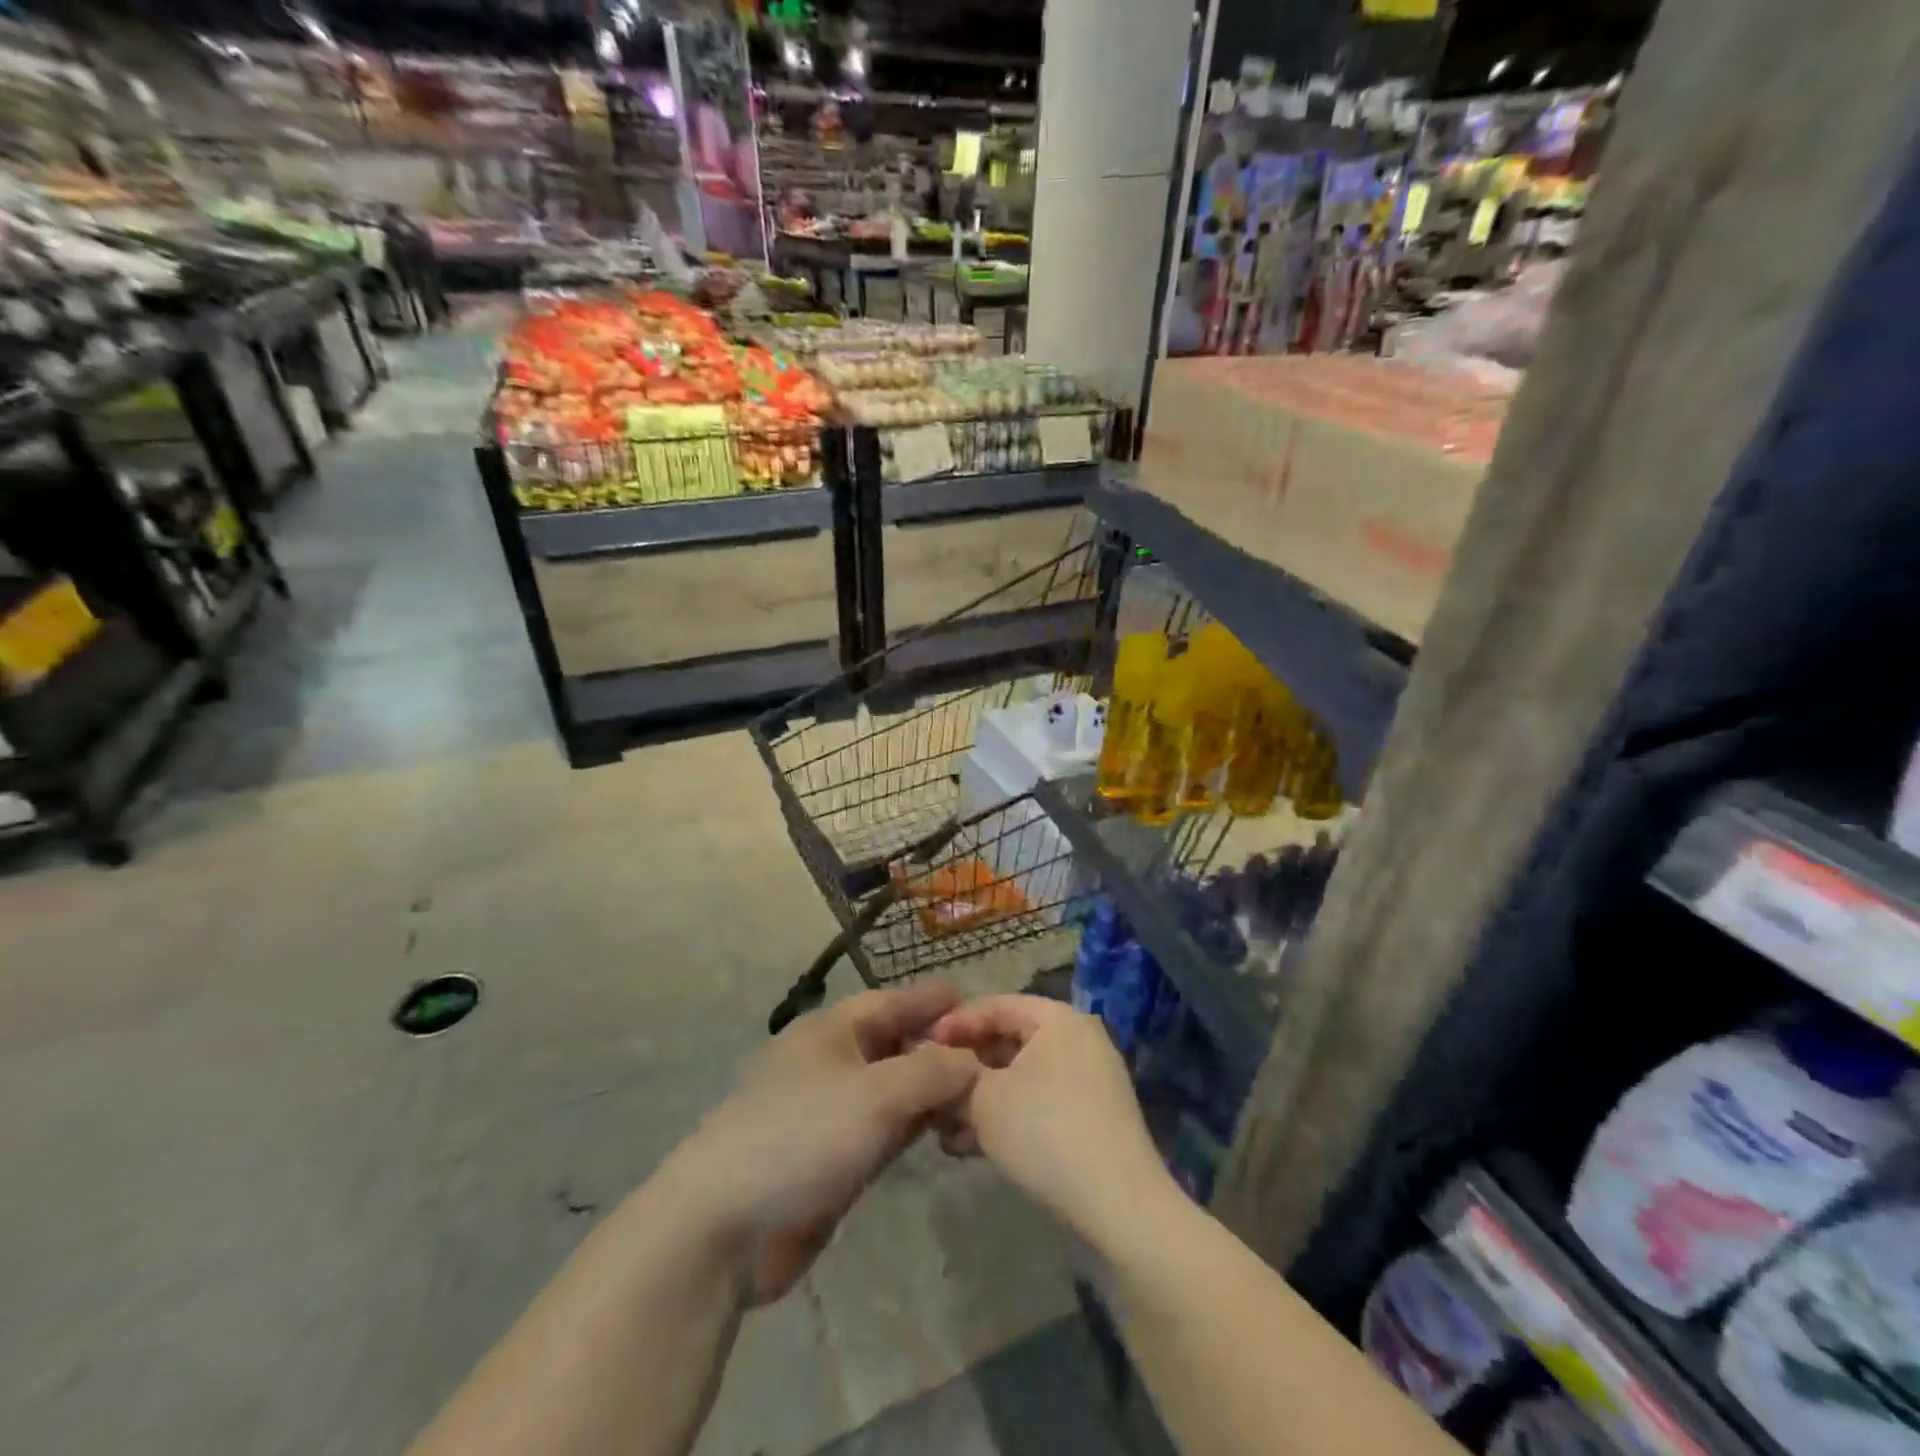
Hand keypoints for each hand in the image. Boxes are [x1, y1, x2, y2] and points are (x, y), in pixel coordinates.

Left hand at [661, 982, 978, 1304]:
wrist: (726, 1228)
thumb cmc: (802, 1136)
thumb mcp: (876, 1095)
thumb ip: (931, 1072)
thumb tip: (971, 1061)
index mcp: (829, 1032)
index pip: (889, 1003)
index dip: (929, 1001)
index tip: (971, 999)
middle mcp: (830, 1064)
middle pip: (892, 1045)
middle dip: (937, 1046)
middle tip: (989, 1053)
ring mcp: (829, 1114)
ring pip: (891, 1091)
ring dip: (929, 1090)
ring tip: (979, 1090)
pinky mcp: (831, 1160)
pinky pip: (884, 1131)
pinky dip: (913, 1127)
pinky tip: (944, 1131)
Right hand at [930, 995, 1172, 1243]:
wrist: (1119, 1207)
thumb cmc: (1046, 1132)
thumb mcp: (984, 1100)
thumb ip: (955, 1075)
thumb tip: (940, 1069)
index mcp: (1059, 1018)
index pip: (996, 1005)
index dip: (955, 1024)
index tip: (921, 1048)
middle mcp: (1079, 1039)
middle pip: (1008, 1041)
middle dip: (966, 1068)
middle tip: (931, 1090)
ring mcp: (1090, 1080)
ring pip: (1021, 1077)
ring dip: (981, 1098)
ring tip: (944, 1127)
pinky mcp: (1092, 1117)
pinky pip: (1039, 1102)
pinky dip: (1008, 1116)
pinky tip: (974, 1146)